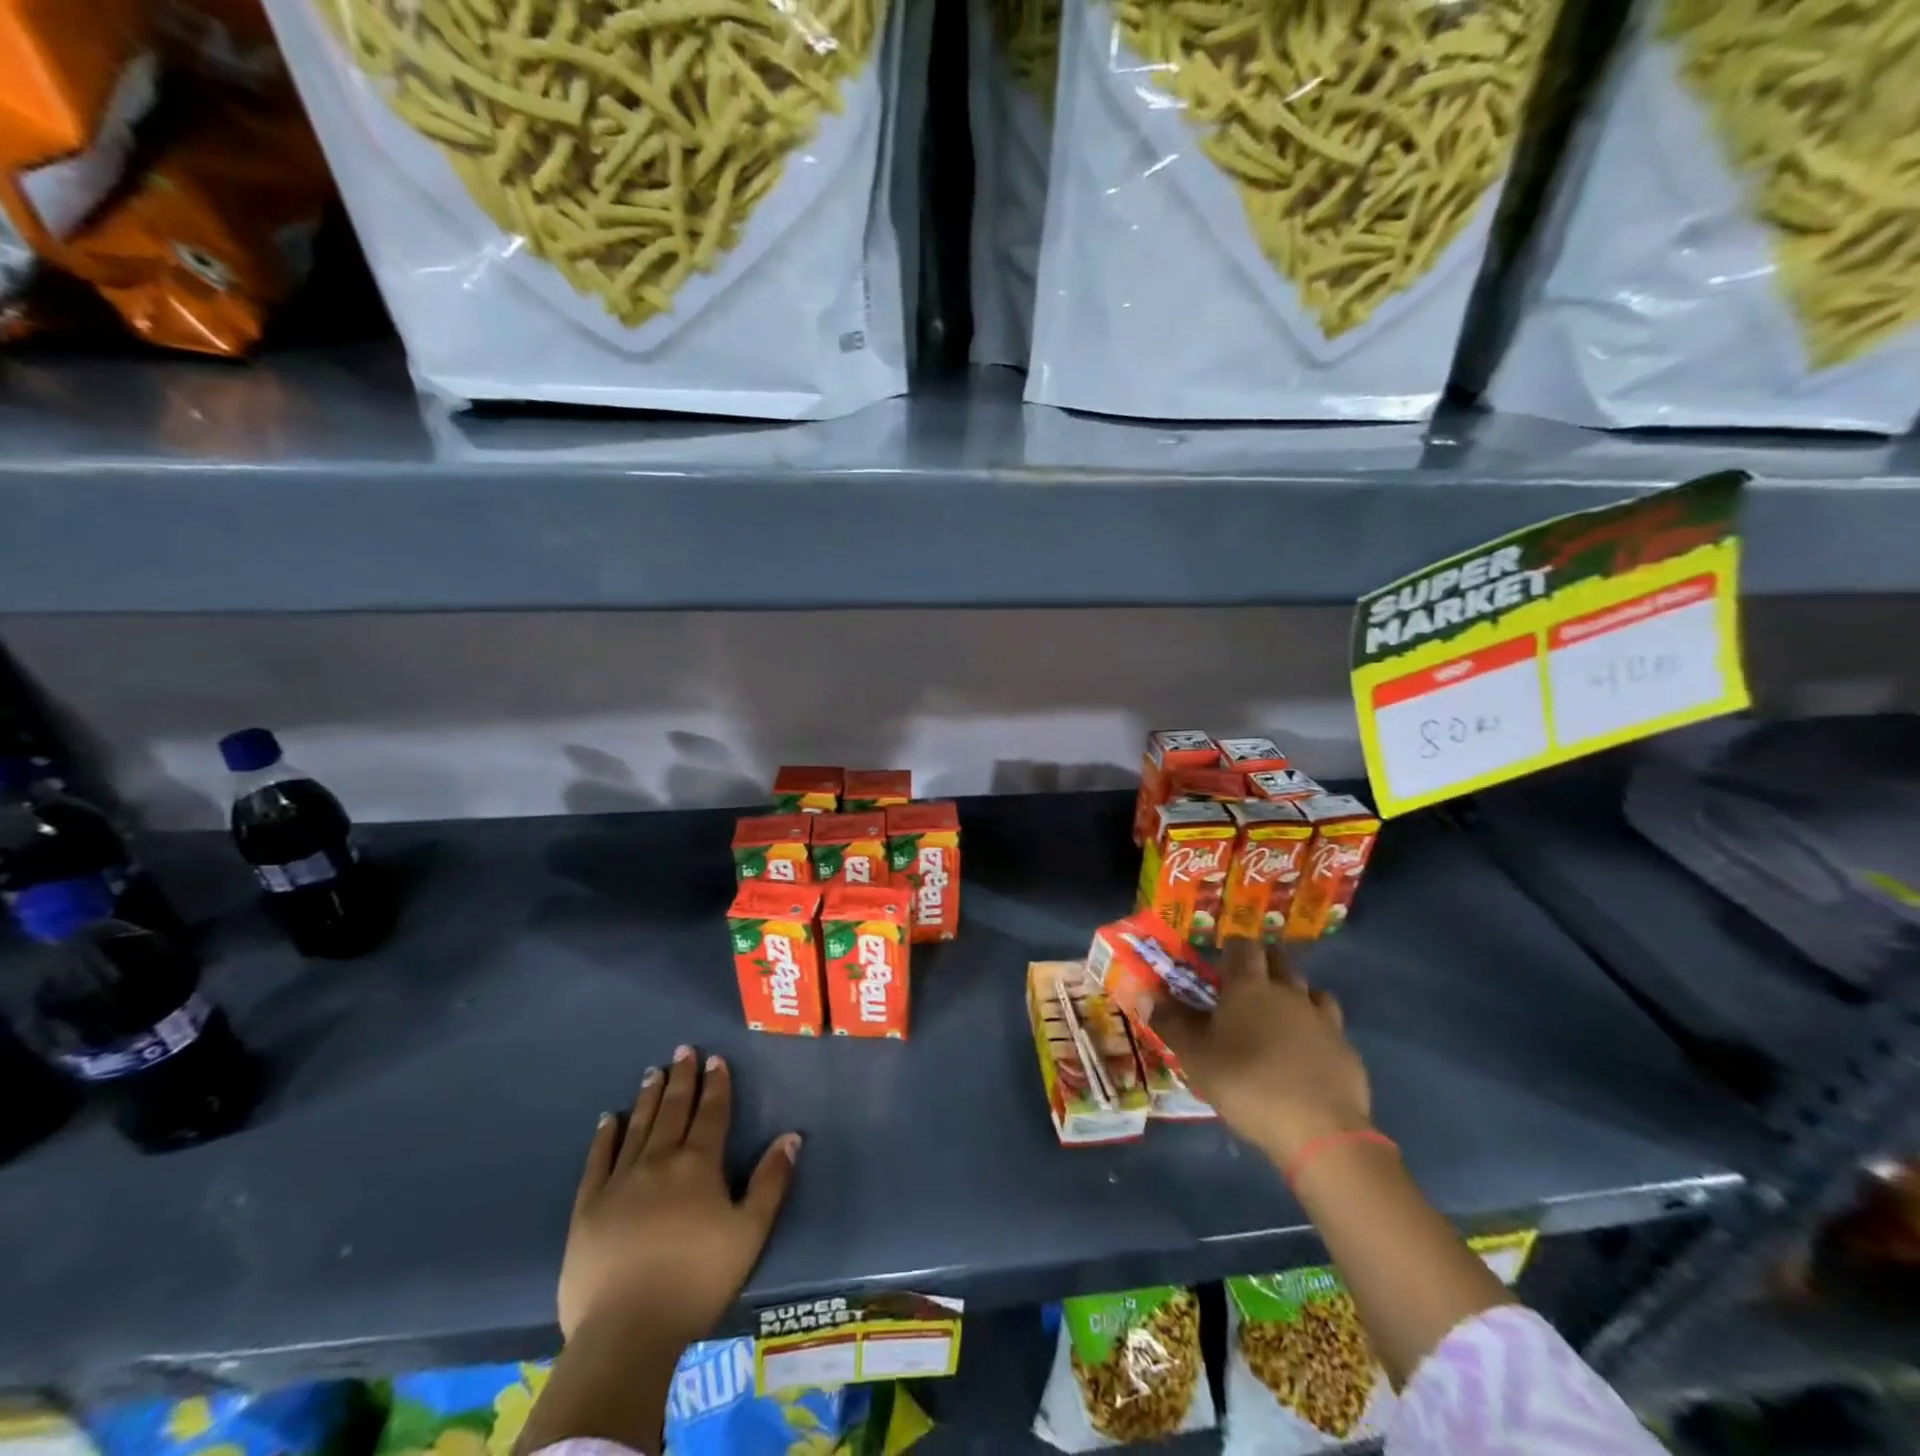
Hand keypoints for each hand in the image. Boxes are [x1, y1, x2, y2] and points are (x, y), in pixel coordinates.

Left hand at [558, 1045, 800, 1345]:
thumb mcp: (749, 1233)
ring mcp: (620, 1181)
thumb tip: (791, 1136)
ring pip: (638, 1127)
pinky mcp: (588, 1207)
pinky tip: (609, 1119)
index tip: (715, 1059)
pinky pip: (598, 1160)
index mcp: (699, 1165)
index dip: (716, 1085)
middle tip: (683, 1050)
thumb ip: (771, 1182)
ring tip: (653, 1072)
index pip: (711, 1113)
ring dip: (648, 1097)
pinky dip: (605, 1136)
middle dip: (682, 1078)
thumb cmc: (696, 1281)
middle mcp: (660, 1161)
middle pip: (673, 1110)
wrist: (626, 1332)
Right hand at [1154, 938, 1371, 1165]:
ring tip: (1279, 1013)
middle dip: (1263, 962)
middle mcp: (1288, 991)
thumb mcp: (1196, 1057)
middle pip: (1279, 959)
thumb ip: (1171, 1023)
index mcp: (1249, 986)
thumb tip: (1146, 996)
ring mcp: (1322, 1018)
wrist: (1319, 1132)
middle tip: (1246, 983)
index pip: (1243, 945)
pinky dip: (1316, 1026)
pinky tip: (1307, 1049)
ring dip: (1294, 992)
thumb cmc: (1247, 1084)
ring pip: (1309, 988)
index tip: (1220, 962)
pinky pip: (1329, 1023)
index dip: (1232, 947)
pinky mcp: (1345, 1048)